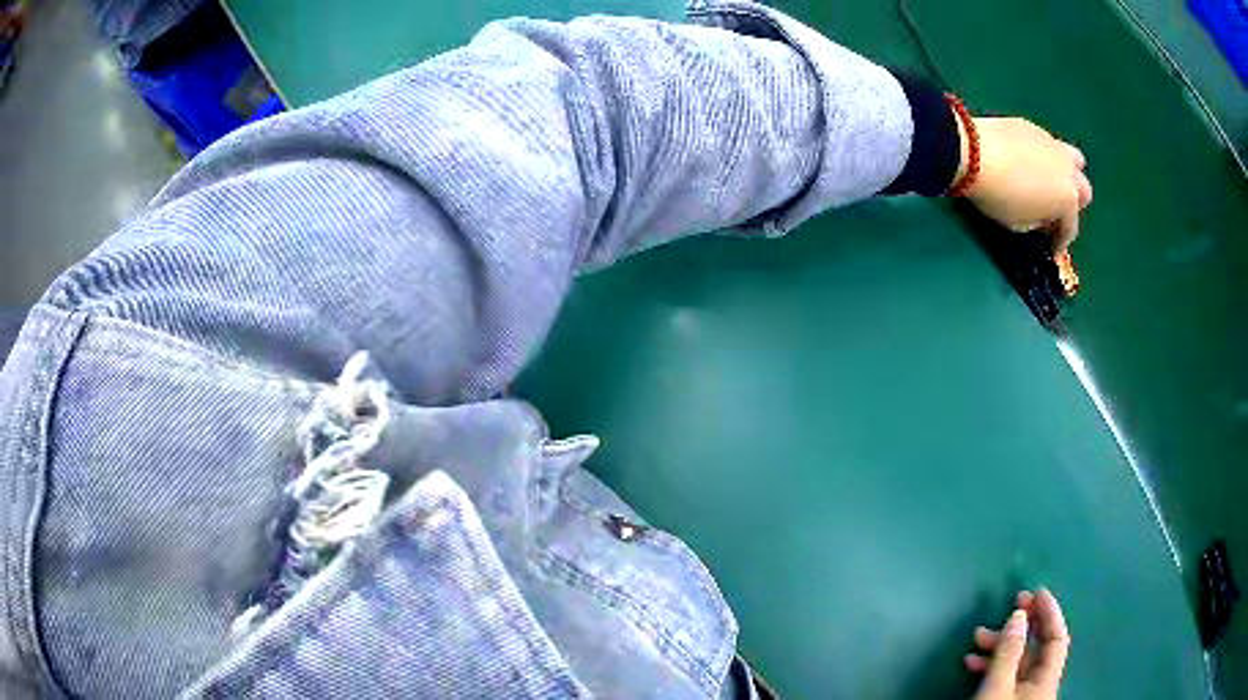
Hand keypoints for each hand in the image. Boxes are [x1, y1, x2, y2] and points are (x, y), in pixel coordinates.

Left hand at [957, 117, 1092, 251]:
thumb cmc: (1000, 197)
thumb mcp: (1020, 225)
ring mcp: (1052, 143)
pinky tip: (1027, 163)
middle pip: (1083, 189)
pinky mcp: (1033, 127)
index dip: (1061, 240)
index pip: (1070, 226)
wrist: (975, 151)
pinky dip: (1044, 157)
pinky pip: (1048, 145)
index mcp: (1068, 198)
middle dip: (1073, 204)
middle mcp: (1068, 169)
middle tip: (1054, 213)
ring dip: (1066, 174)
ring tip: (1049, 182)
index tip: (1053, 248)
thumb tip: (1043, 216)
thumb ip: (1038, 223)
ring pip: (1073, 160)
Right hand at [966, 588, 1070, 699]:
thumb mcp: (996, 688)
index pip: (1056, 637)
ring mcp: (1022, 694)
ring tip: (977, 637)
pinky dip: (991, 665)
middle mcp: (1039, 683)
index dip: (1050, 612)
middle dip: (1022, 626)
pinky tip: (973, 662)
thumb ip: (1008, 652)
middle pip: (1037, 647)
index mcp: (1046, 678)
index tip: (1035, 592)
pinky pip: (1004, 676)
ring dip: (1000, 646)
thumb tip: (1019, 614)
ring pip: (1017, 661)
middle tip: (1009, 604)